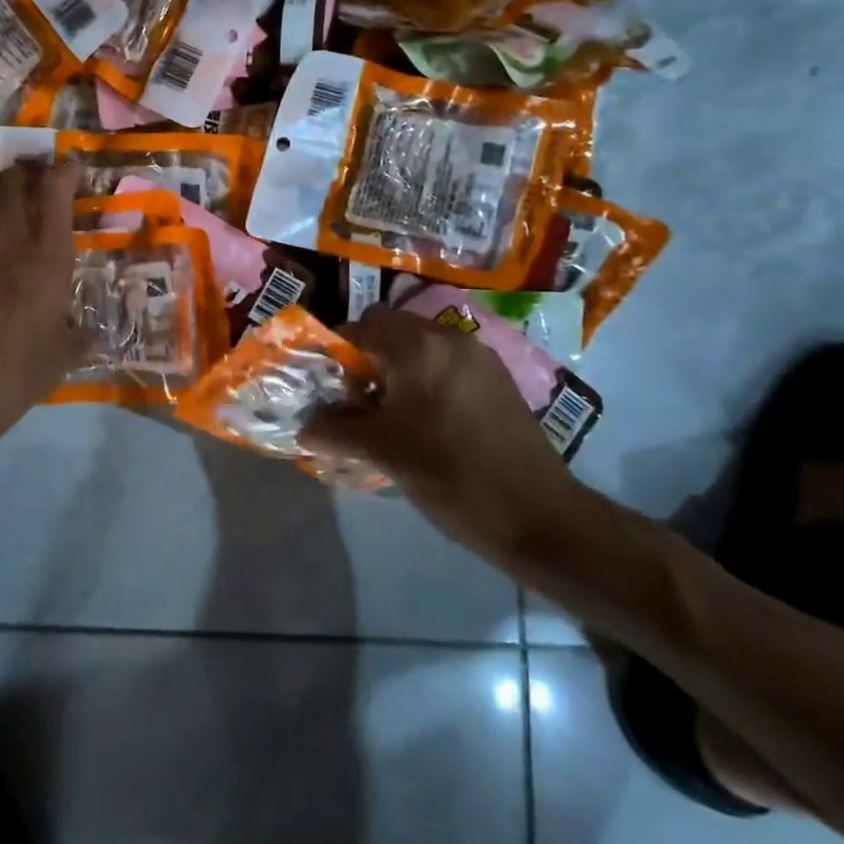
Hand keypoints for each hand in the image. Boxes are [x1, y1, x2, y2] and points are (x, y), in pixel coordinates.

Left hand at [0, 164, 86, 456]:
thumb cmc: (11, 378)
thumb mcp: (62, 358)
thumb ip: (80, 335)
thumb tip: (91, 332)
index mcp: (48, 257)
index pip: (57, 189)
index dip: (66, 171)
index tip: (73, 173)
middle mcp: (8, 236)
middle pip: (17, 178)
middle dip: (30, 172)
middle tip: (36, 183)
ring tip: (0, 189)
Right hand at [303, 308, 589, 567]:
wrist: (539, 516)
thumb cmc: (450, 475)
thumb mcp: (382, 452)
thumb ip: (335, 430)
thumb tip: (304, 426)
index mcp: (417, 346)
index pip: (358, 327)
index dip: (336, 354)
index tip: (330, 390)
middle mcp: (448, 337)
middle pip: (389, 328)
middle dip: (367, 359)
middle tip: (360, 403)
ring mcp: (478, 355)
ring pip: (419, 345)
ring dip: (396, 369)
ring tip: (392, 416)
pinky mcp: (498, 378)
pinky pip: (446, 362)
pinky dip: (426, 378)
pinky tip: (428, 422)